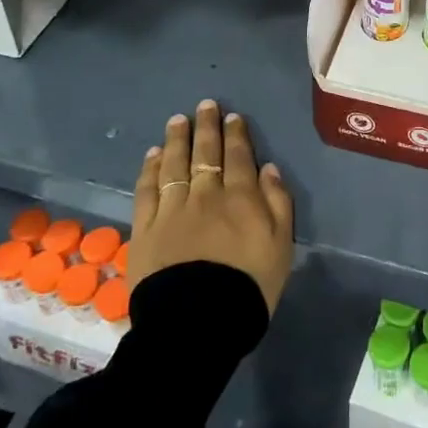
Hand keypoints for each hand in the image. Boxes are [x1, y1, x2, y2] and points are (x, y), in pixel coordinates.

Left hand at [129, 99, 293, 314]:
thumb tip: (268, 168)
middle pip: (206, 153)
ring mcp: (172, 210)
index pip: (239, 157)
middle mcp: (206, 195)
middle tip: (205, 105)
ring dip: (177, 139)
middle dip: (207, 127)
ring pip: (174, 165)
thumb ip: (278, 203)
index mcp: (241, 198)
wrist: (198, 322)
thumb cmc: (249, 286)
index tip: (232, 117)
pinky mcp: (145, 229)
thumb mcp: (281, 246)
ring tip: (178, 120)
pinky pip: (147, 190)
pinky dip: (151, 169)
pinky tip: (153, 155)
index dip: (236, 134)